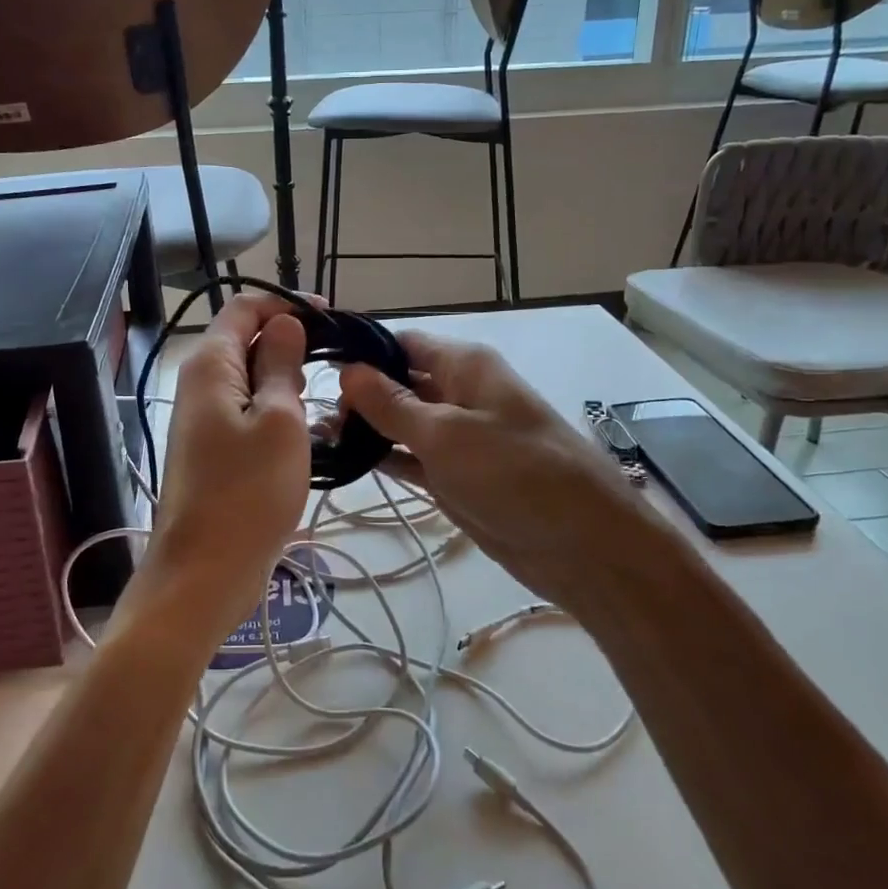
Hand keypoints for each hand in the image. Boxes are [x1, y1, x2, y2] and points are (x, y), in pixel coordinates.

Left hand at [133, 293, 311, 647]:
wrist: (205, 573)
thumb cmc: (247, 492)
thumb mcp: (278, 420)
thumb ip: (280, 364)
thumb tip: (284, 322)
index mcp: (210, 366)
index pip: (245, 308)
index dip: (287, 305)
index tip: (332, 319)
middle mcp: (201, 385)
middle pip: (247, 342)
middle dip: (291, 345)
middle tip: (335, 368)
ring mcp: (206, 420)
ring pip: (252, 381)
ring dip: (288, 384)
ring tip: (324, 406)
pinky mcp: (216, 450)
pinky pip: (250, 414)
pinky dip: (279, 414)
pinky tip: (309, 434)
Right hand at [338, 332, 674, 614]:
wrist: (582, 544)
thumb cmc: (516, 473)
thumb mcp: (447, 433)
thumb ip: (393, 404)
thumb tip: (349, 371)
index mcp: (465, 366)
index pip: (402, 344)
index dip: (361, 352)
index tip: (313, 367)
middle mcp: (460, 394)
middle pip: (399, 383)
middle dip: (357, 394)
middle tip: (304, 412)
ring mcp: (458, 438)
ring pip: (402, 424)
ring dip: (365, 429)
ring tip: (313, 437)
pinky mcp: (456, 477)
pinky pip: (412, 458)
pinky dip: (384, 459)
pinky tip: (345, 463)